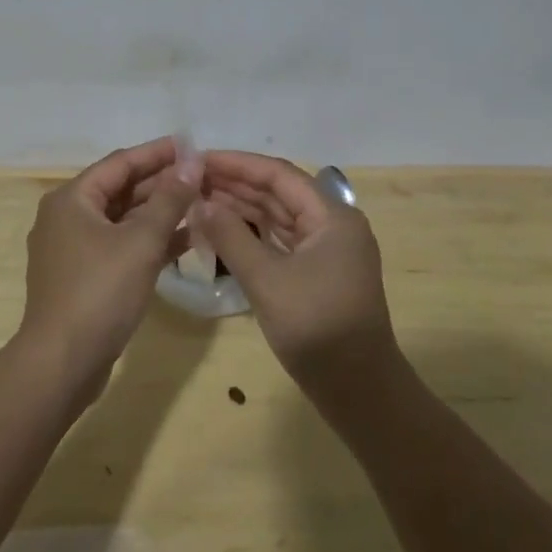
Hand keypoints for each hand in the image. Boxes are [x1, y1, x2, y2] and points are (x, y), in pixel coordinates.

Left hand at [17, 136, 198, 404]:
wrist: (62, 363)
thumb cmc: (99, 292)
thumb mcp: (141, 241)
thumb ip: (170, 199)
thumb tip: (192, 162)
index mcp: (72, 199)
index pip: (121, 162)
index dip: (157, 153)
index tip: (191, 145)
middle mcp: (67, 217)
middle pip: (121, 190)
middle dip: (162, 184)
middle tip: (202, 177)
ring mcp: (73, 249)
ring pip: (122, 220)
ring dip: (159, 213)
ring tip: (200, 205)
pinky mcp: (83, 277)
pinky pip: (119, 246)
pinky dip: (148, 242)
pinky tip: (184, 241)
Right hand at [196, 151, 398, 393]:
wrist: (360, 392)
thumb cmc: (316, 329)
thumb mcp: (267, 280)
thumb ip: (231, 237)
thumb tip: (199, 203)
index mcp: (333, 216)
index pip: (279, 175)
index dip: (238, 164)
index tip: (200, 159)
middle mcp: (333, 224)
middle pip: (279, 193)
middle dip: (236, 184)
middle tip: (192, 179)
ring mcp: (327, 250)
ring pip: (279, 217)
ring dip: (242, 207)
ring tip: (200, 198)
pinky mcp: (318, 272)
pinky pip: (281, 240)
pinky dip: (253, 233)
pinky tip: (223, 230)